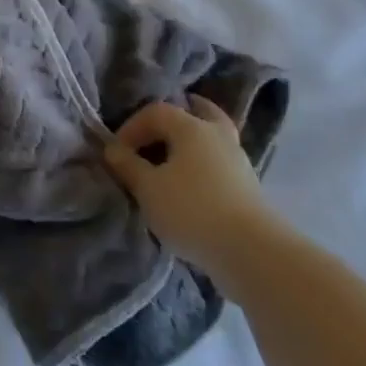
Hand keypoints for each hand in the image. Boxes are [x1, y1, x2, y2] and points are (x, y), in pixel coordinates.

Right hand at [102, 95, 281, 286]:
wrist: (252, 254)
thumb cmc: (192, 210)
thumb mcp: (148, 188)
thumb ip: (127, 165)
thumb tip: (113, 149)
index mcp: (192, 127)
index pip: (156, 111)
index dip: (131, 127)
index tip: (117, 153)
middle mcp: (219, 136)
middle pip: (198, 113)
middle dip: (174, 119)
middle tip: (154, 132)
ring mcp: (238, 162)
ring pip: (211, 139)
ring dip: (190, 145)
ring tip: (169, 162)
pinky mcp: (248, 188)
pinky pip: (219, 163)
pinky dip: (203, 165)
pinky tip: (190, 184)